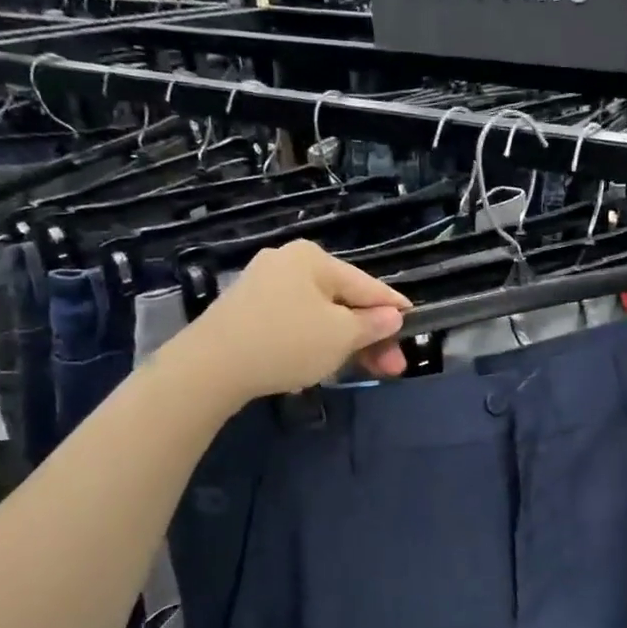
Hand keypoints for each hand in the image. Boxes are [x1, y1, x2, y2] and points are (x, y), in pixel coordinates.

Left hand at [182, 241, 410, 401]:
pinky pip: (294, 322)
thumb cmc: (287, 342)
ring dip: (344, 341)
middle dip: (369, 335)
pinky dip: (315, 341)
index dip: (394, 307)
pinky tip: (323, 362)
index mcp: (313, 259)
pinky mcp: (246, 311)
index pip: (367, 285)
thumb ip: (372, 325)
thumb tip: (392, 315)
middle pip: (342, 300)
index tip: (415, 321)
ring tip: (362, 368)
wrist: (210, 366)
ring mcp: (263, 286)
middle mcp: (287, 263)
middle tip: (391, 366)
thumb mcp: (341, 336)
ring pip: (319, 314)